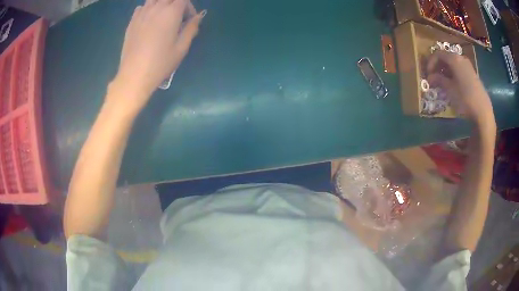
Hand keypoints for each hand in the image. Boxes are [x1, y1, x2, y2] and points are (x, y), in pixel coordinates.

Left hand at [112, 0, 204, 109]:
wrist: (134, 75)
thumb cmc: (160, 63)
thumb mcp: (181, 48)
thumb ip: (191, 28)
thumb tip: (198, 17)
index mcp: (171, 13)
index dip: (189, 7)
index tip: (189, 20)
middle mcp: (156, 8)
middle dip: (177, 4)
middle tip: (177, 19)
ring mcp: (142, 14)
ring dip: (162, 4)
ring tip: (163, 17)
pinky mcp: (132, 22)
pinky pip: (142, 7)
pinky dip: (148, 9)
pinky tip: (149, 21)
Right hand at [427, 51, 494, 127]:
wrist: (483, 111)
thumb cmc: (465, 99)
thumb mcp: (450, 90)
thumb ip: (439, 80)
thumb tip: (430, 77)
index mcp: (454, 59)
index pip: (438, 54)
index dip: (431, 62)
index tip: (428, 74)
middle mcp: (461, 58)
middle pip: (446, 57)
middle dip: (438, 67)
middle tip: (434, 78)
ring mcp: (468, 66)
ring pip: (453, 64)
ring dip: (446, 71)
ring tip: (442, 83)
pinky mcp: (472, 75)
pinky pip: (459, 69)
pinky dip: (453, 74)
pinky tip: (452, 85)